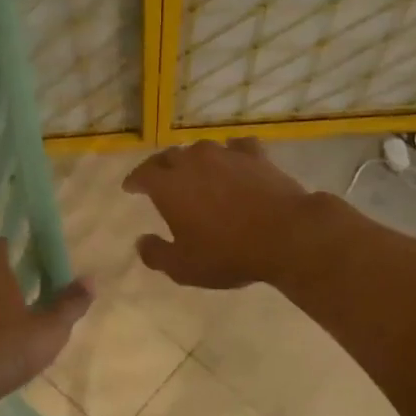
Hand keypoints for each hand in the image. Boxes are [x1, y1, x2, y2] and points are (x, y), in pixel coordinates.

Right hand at [123, 137, 315, 288]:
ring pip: (201, 149)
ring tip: (195, 171)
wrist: (285, 235)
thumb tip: (140, 242)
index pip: (143, 174)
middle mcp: (193, 162)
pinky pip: (236, 147)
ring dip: (194, 159)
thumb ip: (156, 254)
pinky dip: (230, 153)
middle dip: (160, 167)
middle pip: (169, 157)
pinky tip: (233, 159)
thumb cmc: (227, 254)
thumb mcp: (183, 267)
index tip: (130, 188)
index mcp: (169, 186)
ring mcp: (226, 155)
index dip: (134, 181)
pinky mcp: (256, 156)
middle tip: (159, 180)